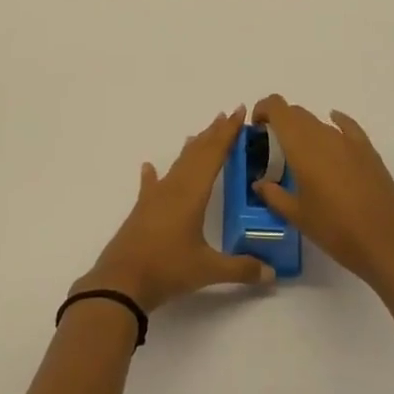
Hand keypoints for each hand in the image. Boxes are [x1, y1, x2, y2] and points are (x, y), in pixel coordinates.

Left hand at [75, 106, 274, 312]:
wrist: (122, 281)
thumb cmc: (167, 269)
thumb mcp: (208, 270)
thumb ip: (241, 268)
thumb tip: (271, 273)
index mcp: (193, 193)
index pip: (214, 154)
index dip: (228, 133)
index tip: (239, 113)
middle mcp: (175, 187)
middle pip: (197, 153)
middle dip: (214, 134)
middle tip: (228, 115)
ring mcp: (156, 197)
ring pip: (178, 164)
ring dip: (191, 148)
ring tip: (200, 135)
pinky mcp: (142, 210)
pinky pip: (151, 185)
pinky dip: (153, 174)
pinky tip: (149, 166)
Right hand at [251, 95, 393, 292]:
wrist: (387, 242)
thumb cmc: (335, 230)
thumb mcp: (298, 216)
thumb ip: (274, 195)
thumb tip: (259, 183)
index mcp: (301, 146)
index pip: (278, 108)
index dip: (264, 109)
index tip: (257, 127)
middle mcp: (323, 135)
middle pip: (296, 113)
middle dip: (281, 122)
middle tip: (273, 147)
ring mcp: (348, 140)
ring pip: (318, 122)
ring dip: (304, 130)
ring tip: (301, 155)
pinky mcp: (367, 150)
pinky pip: (346, 126)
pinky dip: (335, 123)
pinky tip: (332, 130)